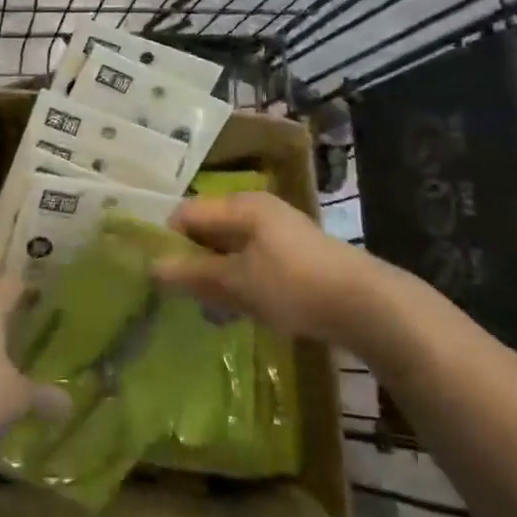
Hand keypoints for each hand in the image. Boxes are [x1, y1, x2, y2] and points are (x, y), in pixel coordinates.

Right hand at [155, 192, 365, 341]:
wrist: (364, 304)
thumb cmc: (292, 285)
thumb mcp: (236, 282)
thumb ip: (193, 274)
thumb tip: (153, 268)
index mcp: (240, 205)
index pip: (187, 213)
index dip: (168, 241)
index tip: (159, 275)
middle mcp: (256, 210)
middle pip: (208, 230)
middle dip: (193, 262)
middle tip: (185, 296)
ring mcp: (277, 232)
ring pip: (230, 250)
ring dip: (216, 277)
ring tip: (213, 310)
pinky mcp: (292, 256)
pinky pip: (251, 263)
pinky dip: (240, 282)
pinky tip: (241, 311)